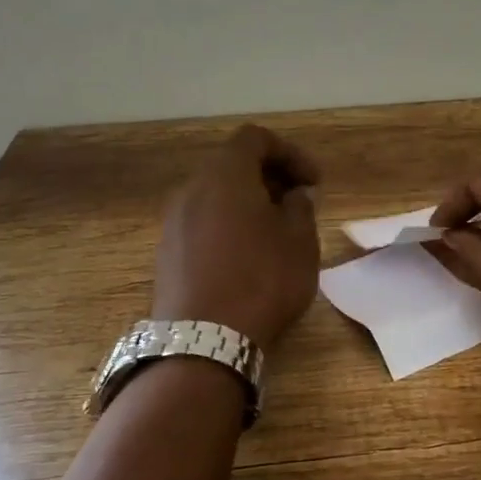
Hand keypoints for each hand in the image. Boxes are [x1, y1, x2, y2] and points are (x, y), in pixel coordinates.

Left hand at [152, 125, 321, 350]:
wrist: (204, 340)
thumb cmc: (262, 280)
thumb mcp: (300, 241)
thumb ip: (300, 207)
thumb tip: (293, 195)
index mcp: (225, 175)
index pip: (255, 139)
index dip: (290, 153)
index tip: (314, 182)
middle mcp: (192, 189)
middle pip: (232, 165)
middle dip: (269, 177)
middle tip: (298, 204)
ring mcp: (173, 222)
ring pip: (215, 196)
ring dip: (247, 203)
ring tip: (275, 232)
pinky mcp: (166, 253)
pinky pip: (202, 223)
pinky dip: (227, 226)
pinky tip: (247, 257)